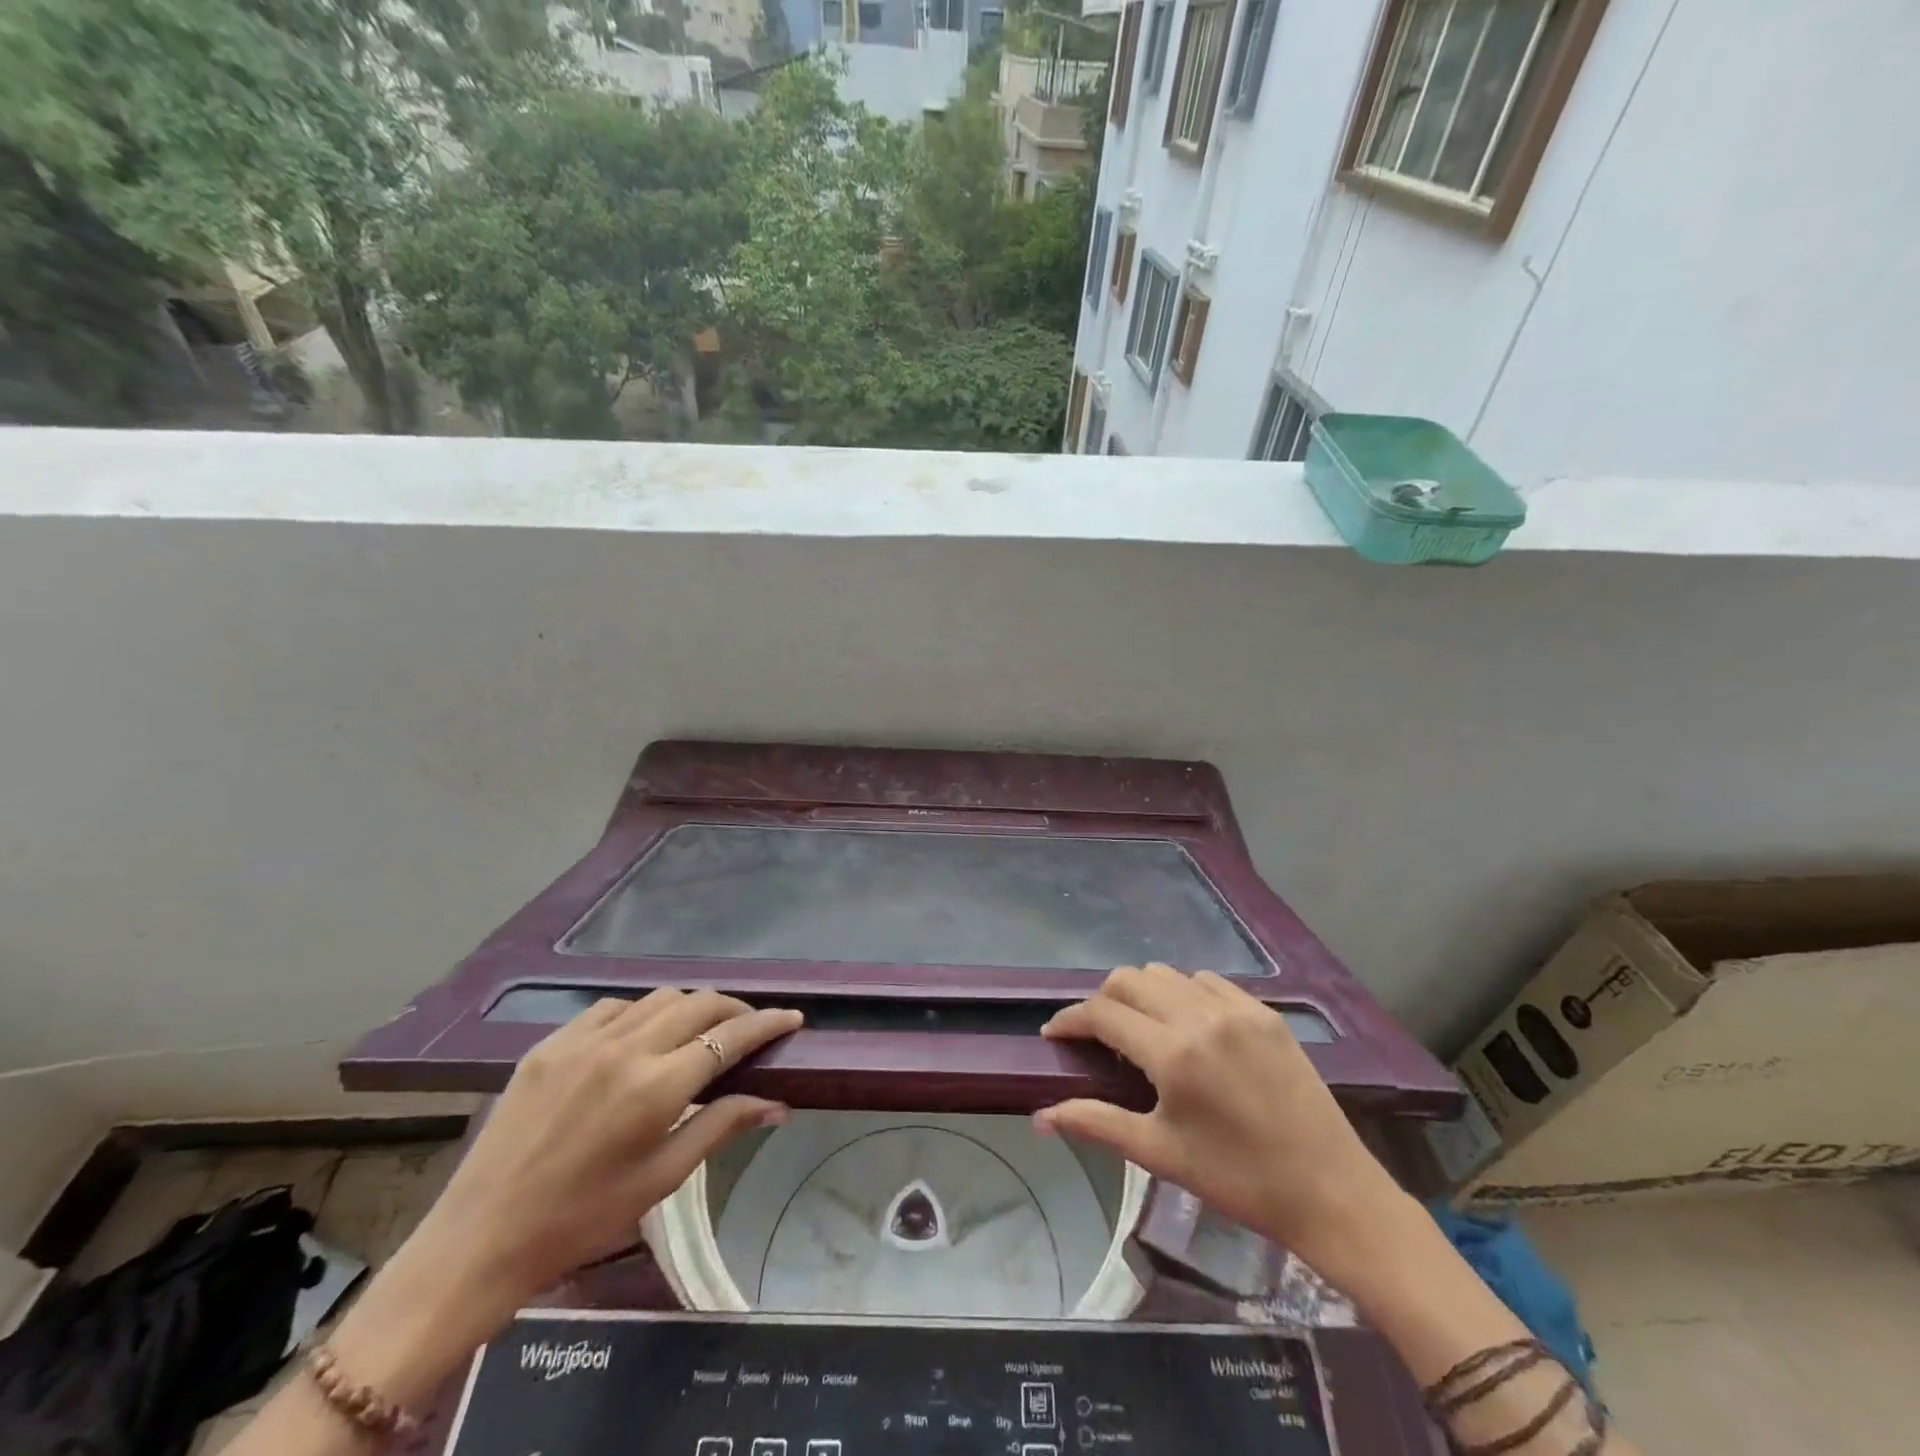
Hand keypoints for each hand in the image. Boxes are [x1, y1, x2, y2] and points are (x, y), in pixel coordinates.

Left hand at [315, 992, 802, 1411]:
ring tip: (699, 1030)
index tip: (792, 1017)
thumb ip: (720, 1128)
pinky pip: (612, 1008)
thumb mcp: (661, 1180)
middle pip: (698, 1004)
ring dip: (689, 1007)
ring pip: (658, 998)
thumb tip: (777, 1103)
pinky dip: (641, 1013)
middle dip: (733, 1009)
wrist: (481, 1237)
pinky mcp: (551, 1042)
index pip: (729, 1037)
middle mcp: (625, 1049)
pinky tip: (641, 1036)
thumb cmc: (581, 1219)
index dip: (767, 1023)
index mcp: (656, 1088)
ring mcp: (583, 1040)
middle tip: (749, 1027)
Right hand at [1037, 964, 1415, 1299]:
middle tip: (1098, 1035)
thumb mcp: (1161, 1154)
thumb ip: (1096, 1124)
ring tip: (1142, 1029)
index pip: (1103, 1013)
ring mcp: (1238, 1009)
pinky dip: (1184, 993)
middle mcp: (1202, 1017)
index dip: (1070, 1020)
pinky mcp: (1265, 1012)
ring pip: (1167, 975)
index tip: (1055, 1035)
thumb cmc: (1239, 1180)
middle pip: (1129, 979)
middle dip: (1103, 1001)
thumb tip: (1040, 1118)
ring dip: (1142, 994)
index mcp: (1174, 1055)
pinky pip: (1208, 981)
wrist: (1331, 1191)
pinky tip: (1189, 1025)